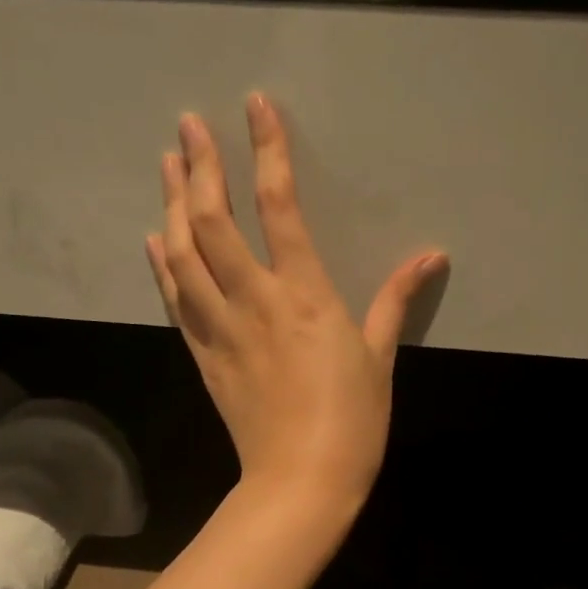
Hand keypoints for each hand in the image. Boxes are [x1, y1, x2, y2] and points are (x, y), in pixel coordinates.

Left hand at [147, 94, 444, 511]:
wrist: (301, 481)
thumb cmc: (352, 421)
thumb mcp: (379, 357)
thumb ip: (395, 300)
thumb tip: (431, 256)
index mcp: (304, 295)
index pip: (279, 207)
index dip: (267, 151)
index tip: (255, 107)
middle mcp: (254, 301)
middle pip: (214, 221)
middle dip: (199, 167)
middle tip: (189, 126)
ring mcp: (221, 329)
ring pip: (183, 255)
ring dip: (172, 204)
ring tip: (167, 164)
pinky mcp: (204, 356)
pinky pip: (176, 300)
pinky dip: (163, 264)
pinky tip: (156, 239)